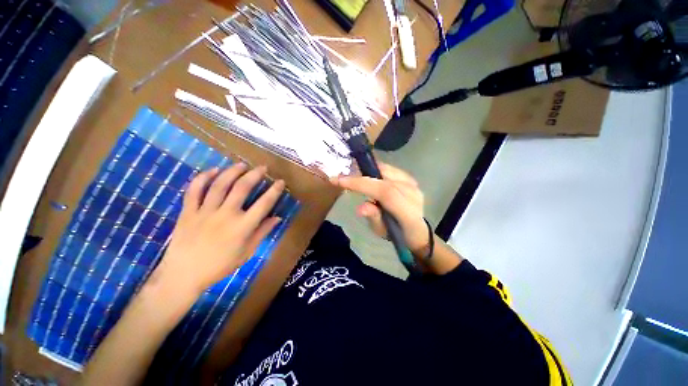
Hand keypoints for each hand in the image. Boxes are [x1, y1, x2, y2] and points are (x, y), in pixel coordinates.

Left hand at [150, 163, 284, 295]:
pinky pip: (194, 190)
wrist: (183, 275)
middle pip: (242, 188)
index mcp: (242, 227)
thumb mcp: (247, 252)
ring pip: (219, 185)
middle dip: (254, 175)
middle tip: (262, 167)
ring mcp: (205, 211)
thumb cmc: (220, 265)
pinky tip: (213, 170)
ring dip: (232, 171)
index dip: (274, 191)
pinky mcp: (188, 211)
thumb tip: (277, 218)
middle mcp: (225, 215)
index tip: (280, 182)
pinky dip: (203, 178)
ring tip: (241, 164)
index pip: (264, 204)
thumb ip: (262, 232)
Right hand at [331, 163, 428, 254]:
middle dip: (361, 175)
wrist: (417, 230)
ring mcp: (414, 184)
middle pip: (385, 177)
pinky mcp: (411, 179)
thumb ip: (373, 217)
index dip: (361, 184)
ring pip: (387, 170)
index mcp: (408, 212)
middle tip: (344, 176)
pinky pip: (391, 169)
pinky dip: (377, 170)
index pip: (385, 192)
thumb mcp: (382, 231)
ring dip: (368, 170)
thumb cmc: (397, 234)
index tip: (339, 180)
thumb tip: (360, 207)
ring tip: (353, 173)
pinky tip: (368, 173)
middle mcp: (413, 194)